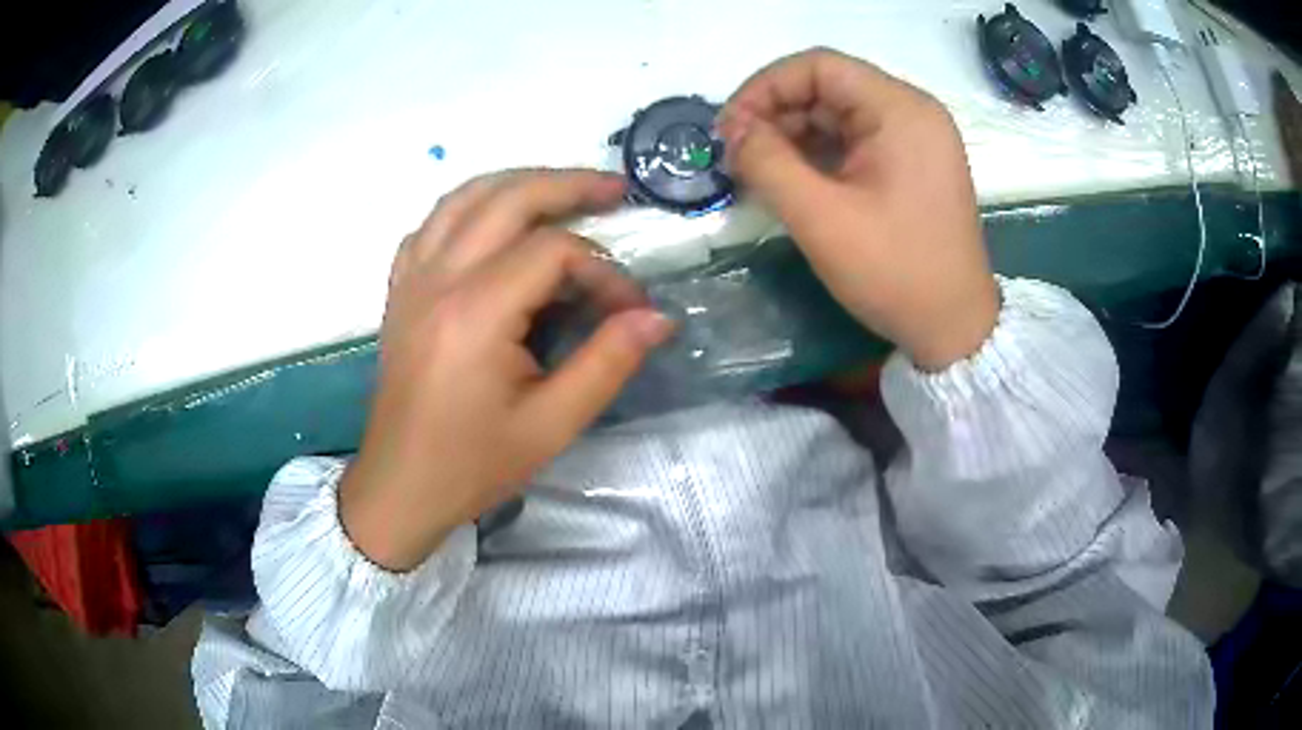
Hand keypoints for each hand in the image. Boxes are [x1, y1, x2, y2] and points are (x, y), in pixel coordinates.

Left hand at [339, 170, 675, 571]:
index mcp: (476, 313)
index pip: (554, 252)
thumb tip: (657, 317)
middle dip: (568, 185)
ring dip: (518, 183)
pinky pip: (433, 223)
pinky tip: (493, 222)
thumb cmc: (472, 464)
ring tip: (562, 189)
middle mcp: (439, 279)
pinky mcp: (400, 289)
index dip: (605, 271)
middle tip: (615, 189)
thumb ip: (607, 363)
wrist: (400, 486)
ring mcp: (413, 279)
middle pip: (508, 198)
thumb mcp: (551, 425)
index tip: (630, 309)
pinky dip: (469, 207)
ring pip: (465, 196)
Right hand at [717, 48, 998, 369]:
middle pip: (828, 88)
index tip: (729, 129)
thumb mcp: (822, 218)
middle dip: (775, 115)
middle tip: (737, 156)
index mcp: (901, 110)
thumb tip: (732, 131)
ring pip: (838, 115)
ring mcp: (915, 139)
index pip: (818, 67)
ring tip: (757, 171)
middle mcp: (912, 112)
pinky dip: (818, 155)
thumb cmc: (895, 272)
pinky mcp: (911, 164)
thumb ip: (767, 162)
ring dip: (792, 136)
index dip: (765, 88)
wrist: (954, 329)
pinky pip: (854, 141)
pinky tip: (791, 180)